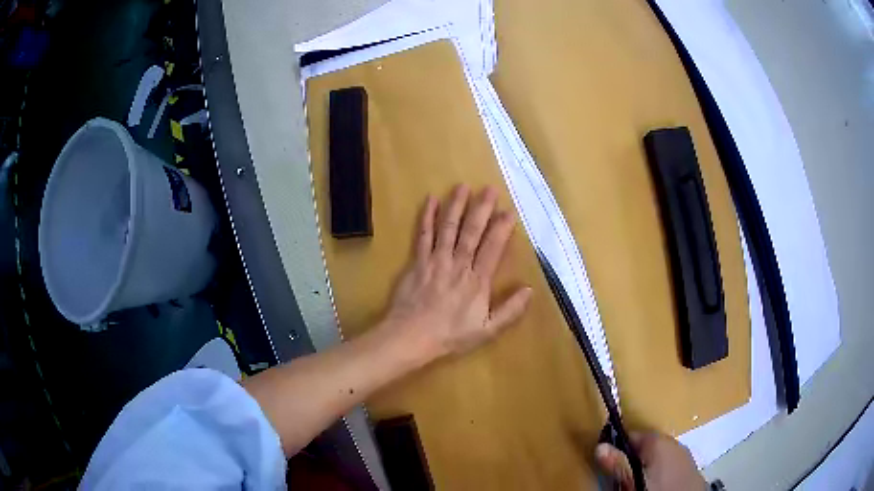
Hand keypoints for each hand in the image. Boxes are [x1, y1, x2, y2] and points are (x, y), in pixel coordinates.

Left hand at [383, 185, 532, 360]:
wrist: (411, 337)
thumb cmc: (450, 336)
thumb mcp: (487, 331)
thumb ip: (510, 311)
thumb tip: (529, 289)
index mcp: (477, 281)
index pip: (493, 248)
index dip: (502, 228)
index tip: (509, 211)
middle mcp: (458, 264)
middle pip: (472, 231)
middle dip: (482, 208)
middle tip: (489, 188)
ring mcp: (436, 260)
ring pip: (448, 228)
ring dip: (456, 206)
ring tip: (463, 186)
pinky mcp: (417, 262)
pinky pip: (423, 236)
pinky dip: (427, 217)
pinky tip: (430, 200)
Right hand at [595, 431, 706, 490]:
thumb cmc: (659, 489)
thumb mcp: (633, 480)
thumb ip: (618, 464)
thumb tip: (599, 446)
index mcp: (658, 441)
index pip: (631, 435)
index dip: (618, 447)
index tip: (609, 462)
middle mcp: (672, 441)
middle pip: (645, 445)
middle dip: (632, 458)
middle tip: (622, 477)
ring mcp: (683, 453)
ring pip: (658, 455)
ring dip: (647, 465)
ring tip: (639, 483)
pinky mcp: (689, 465)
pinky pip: (669, 463)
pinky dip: (660, 470)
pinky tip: (657, 484)